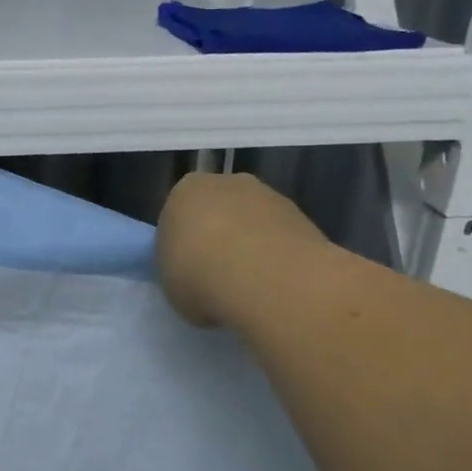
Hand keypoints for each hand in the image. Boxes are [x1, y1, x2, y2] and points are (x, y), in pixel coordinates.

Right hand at [157, 172, 327, 326]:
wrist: (264, 278)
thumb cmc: (199, 277)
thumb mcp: (170, 284)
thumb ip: (181, 271)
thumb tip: (198, 278)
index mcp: (184, 192)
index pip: (178, 215)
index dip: (182, 245)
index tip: (188, 272)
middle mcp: (226, 183)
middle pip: (218, 211)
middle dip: (219, 238)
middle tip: (218, 277)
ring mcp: (268, 195)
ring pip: (252, 222)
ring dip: (251, 246)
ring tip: (251, 287)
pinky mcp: (302, 215)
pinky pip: (279, 237)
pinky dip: (277, 257)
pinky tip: (275, 284)